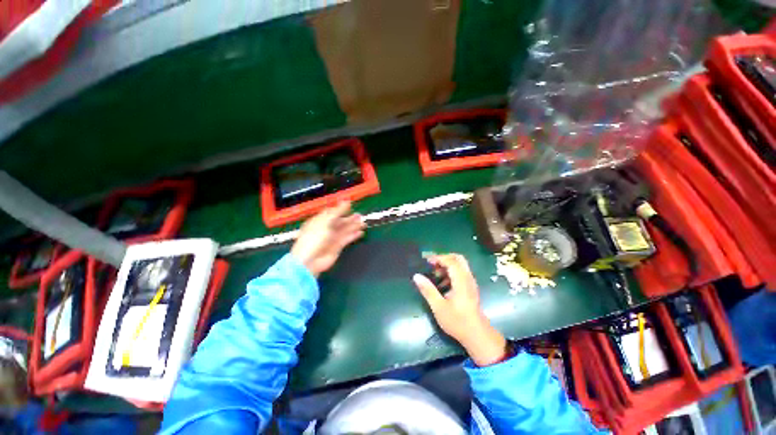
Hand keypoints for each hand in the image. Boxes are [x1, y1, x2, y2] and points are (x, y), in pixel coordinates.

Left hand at [291, 202, 364, 276]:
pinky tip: (361, 232)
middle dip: (350, 218)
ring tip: (363, 222)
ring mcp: (332, 238)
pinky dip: (354, 235)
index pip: (331, 213)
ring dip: (354, 226)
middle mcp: (326, 229)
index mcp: (319, 221)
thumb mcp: (325, 222)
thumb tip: (346, 201)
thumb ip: (337, 211)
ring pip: (345, 230)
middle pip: (340, 221)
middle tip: (360, 215)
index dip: (340, 209)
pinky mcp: (337, 247)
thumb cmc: (314, 238)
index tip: (350, 205)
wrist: (310, 261)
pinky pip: (347, 239)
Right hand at [413, 254, 506, 366]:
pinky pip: (461, 273)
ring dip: (447, 266)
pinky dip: (451, 272)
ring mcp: (470, 283)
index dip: (438, 258)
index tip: (426, 261)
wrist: (477, 335)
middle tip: (432, 264)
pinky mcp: (470, 288)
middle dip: (444, 258)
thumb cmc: (457, 321)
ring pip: (460, 265)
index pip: (451, 261)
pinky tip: (442, 284)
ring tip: (435, 274)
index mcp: (461, 281)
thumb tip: (416, 276)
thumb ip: (428, 290)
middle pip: (458, 259)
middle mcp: (468, 278)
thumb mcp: (439, 307)